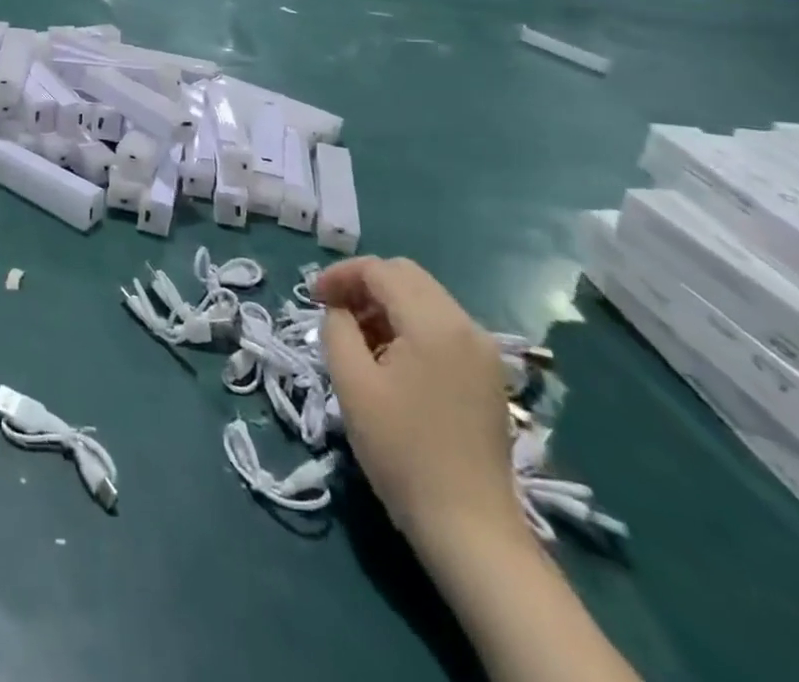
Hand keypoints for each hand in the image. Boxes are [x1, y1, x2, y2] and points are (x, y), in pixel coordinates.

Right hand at [318, 257, 520, 554]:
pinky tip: (388, 358)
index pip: (380, 270)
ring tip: (355, 336)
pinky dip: (408, 325)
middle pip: (406, 276)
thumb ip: (337, 329)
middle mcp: (466, 326)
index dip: (340, 275)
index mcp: (434, 323)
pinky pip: (440, 326)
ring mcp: (482, 352)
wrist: (469, 528)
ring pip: (424, 299)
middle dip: (363, 284)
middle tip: (331, 310)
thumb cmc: (402, 451)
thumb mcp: (352, 383)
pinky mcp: (486, 376)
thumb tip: (338, 310)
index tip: (312, 297)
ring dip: (385, 305)